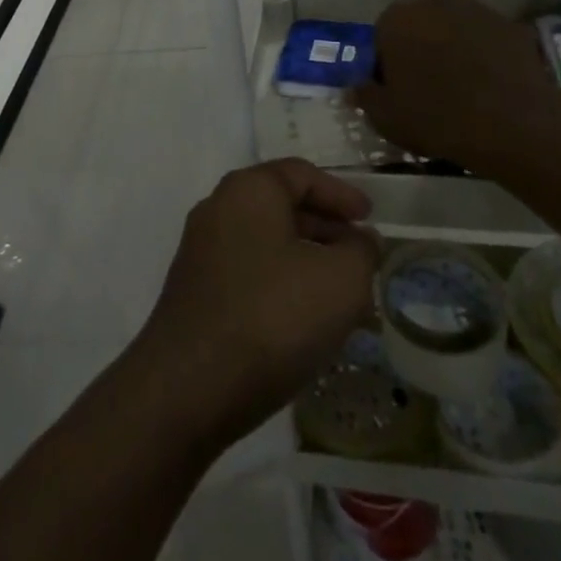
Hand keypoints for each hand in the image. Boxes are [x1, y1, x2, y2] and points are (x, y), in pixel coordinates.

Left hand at [131, 159, 379, 451]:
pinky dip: (283, 284)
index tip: (371, 219)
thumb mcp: (340, 280)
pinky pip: (251, 273)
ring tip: (345, 296)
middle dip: (327, 229)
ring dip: (308, 261)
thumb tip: (360, 241)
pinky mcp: (196, 292)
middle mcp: (218, 209)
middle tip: (363, 257)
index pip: (301, 174)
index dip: (341, 193)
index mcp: (248, 190)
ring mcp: (202, 252)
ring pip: (268, 243)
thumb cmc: (272, 317)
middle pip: (282, 206)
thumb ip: (360, 252)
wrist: (189, 386)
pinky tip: (307, 322)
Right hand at [350, 0, 560, 167]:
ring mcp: (476, 10)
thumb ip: (364, 96)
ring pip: (452, 29)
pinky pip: (485, 39)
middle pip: (417, 26)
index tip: (396, 92)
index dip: (386, 66)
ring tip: (461, 87)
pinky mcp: (510, 25)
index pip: (380, 38)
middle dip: (418, 50)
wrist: (513, 124)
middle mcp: (433, 2)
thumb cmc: (436, 117)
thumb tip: (354, 87)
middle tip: (426, 88)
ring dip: (451, 49)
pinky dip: (483, 55)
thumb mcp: (386, 117)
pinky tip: (489, 85)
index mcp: (396, 19)